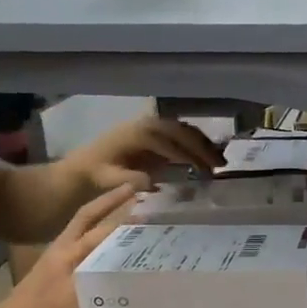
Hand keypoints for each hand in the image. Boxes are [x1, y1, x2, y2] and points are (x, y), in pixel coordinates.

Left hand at [0, 184, 136, 307]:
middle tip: (134, 190)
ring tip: (126, 211)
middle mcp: (64, 248)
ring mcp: (57, 259)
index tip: (149, 200)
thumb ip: (107, 278)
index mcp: (72, 251)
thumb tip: (139, 265)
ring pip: (84, 229)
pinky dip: (96, 237)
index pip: (105, 225)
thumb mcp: (81, 298)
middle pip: (89, 216)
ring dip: (103, 216)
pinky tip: (108, 245)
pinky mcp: (55, 272)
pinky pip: (82, 245)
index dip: (127, 213)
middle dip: (111, 202)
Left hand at [76, 116, 220, 192]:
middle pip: (182, 132)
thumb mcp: (111, 179)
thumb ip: (132, 180)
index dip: (189, 156)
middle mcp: (148, 124)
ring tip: (220, 162)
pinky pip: (182, 132)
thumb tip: (154, 183)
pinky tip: (208, 156)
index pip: (169, 143)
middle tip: (221, 165)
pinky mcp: (157, 131)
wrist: (86, 165)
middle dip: (203, 148)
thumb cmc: (98, 174)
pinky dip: (197, 142)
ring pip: (185, 130)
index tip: (205, 171)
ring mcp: (153, 125)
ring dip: (204, 144)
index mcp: (138, 134)